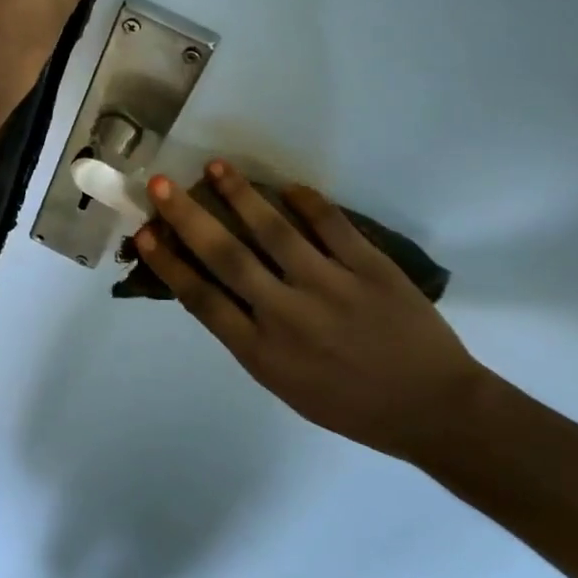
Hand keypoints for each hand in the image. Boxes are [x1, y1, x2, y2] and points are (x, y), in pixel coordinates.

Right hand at [134, 161, 490, 462]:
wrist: (433, 411)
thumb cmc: (349, 404)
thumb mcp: (284, 383)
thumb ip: (247, 336)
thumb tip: (212, 287)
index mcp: (262, 352)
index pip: (201, 298)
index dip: (168, 262)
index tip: (144, 232)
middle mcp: (287, 316)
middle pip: (226, 257)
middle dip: (188, 218)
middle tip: (161, 184)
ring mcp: (331, 288)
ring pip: (275, 232)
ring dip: (241, 196)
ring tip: (216, 167)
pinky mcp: (371, 269)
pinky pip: (333, 226)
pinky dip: (309, 203)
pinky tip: (288, 185)